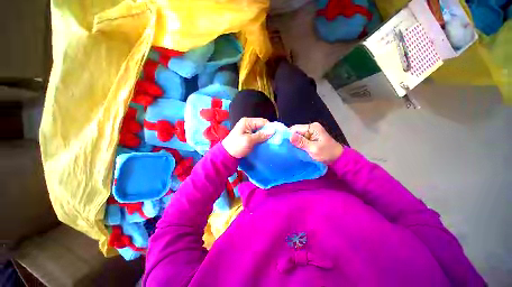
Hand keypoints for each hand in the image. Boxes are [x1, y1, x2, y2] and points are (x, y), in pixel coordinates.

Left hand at [222, 117, 274, 157]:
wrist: (227, 155)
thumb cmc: (236, 146)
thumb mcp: (249, 140)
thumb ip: (261, 135)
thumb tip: (273, 130)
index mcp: (247, 122)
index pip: (263, 121)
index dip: (270, 127)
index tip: (276, 135)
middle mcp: (248, 124)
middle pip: (262, 126)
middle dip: (268, 132)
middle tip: (274, 140)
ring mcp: (248, 130)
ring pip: (261, 131)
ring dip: (265, 136)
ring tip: (271, 142)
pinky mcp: (249, 136)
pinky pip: (258, 136)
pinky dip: (262, 139)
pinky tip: (265, 143)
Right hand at [289, 122, 342, 163]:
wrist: (337, 159)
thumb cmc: (327, 153)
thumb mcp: (314, 149)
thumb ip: (301, 142)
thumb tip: (289, 136)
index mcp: (312, 127)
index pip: (295, 128)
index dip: (288, 135)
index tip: (283, 143)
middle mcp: (311, 128)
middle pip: (296, 131)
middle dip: (291, 139)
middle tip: (286, 148)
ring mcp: (311, 133)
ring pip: (297, 136)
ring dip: (294, 142)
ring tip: (290, 149)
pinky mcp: (310, 138)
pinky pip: (300, 139)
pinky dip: (298, 144)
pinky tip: (295, 149)